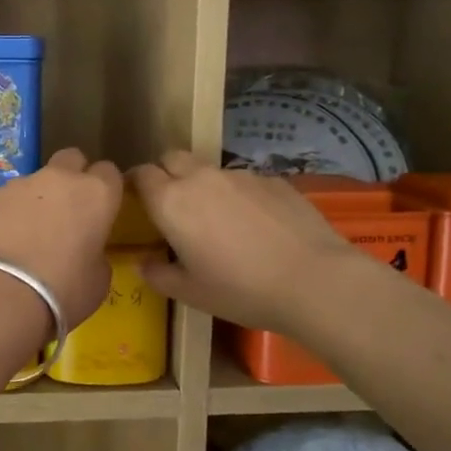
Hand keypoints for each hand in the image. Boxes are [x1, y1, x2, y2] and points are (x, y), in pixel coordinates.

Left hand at [0, 148, 123, 327]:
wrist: (0, 297)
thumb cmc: (62, 292)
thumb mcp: (98, 280)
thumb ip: (96, 253)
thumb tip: (85, 249)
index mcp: (95, 194)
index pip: (109, 172)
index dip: (104, 190)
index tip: (99, 211)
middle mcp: (57, 179)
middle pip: (70, 159)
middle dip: (71, 177)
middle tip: (65, 212)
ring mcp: (16, 185)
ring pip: (31, 183)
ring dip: (33, 202)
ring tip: (23, 239)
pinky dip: (1, 218)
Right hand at [129, 151, 357, 333]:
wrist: (315, 280)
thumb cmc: (241, 290)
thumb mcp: (190, 293)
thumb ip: (159, 274)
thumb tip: (144, 263)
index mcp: (171, 202)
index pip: (141, 174)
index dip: (135, 184)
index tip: (137, 202)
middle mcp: (201, 178)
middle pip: (172, 158)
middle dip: (166, 174)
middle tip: (173, 206)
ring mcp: (240, 174)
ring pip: (209, 170)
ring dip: (204, 186)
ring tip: (220, 220)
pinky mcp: (273, 179)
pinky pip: (244, 181)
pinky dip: (240, 195)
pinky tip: (257, 225)